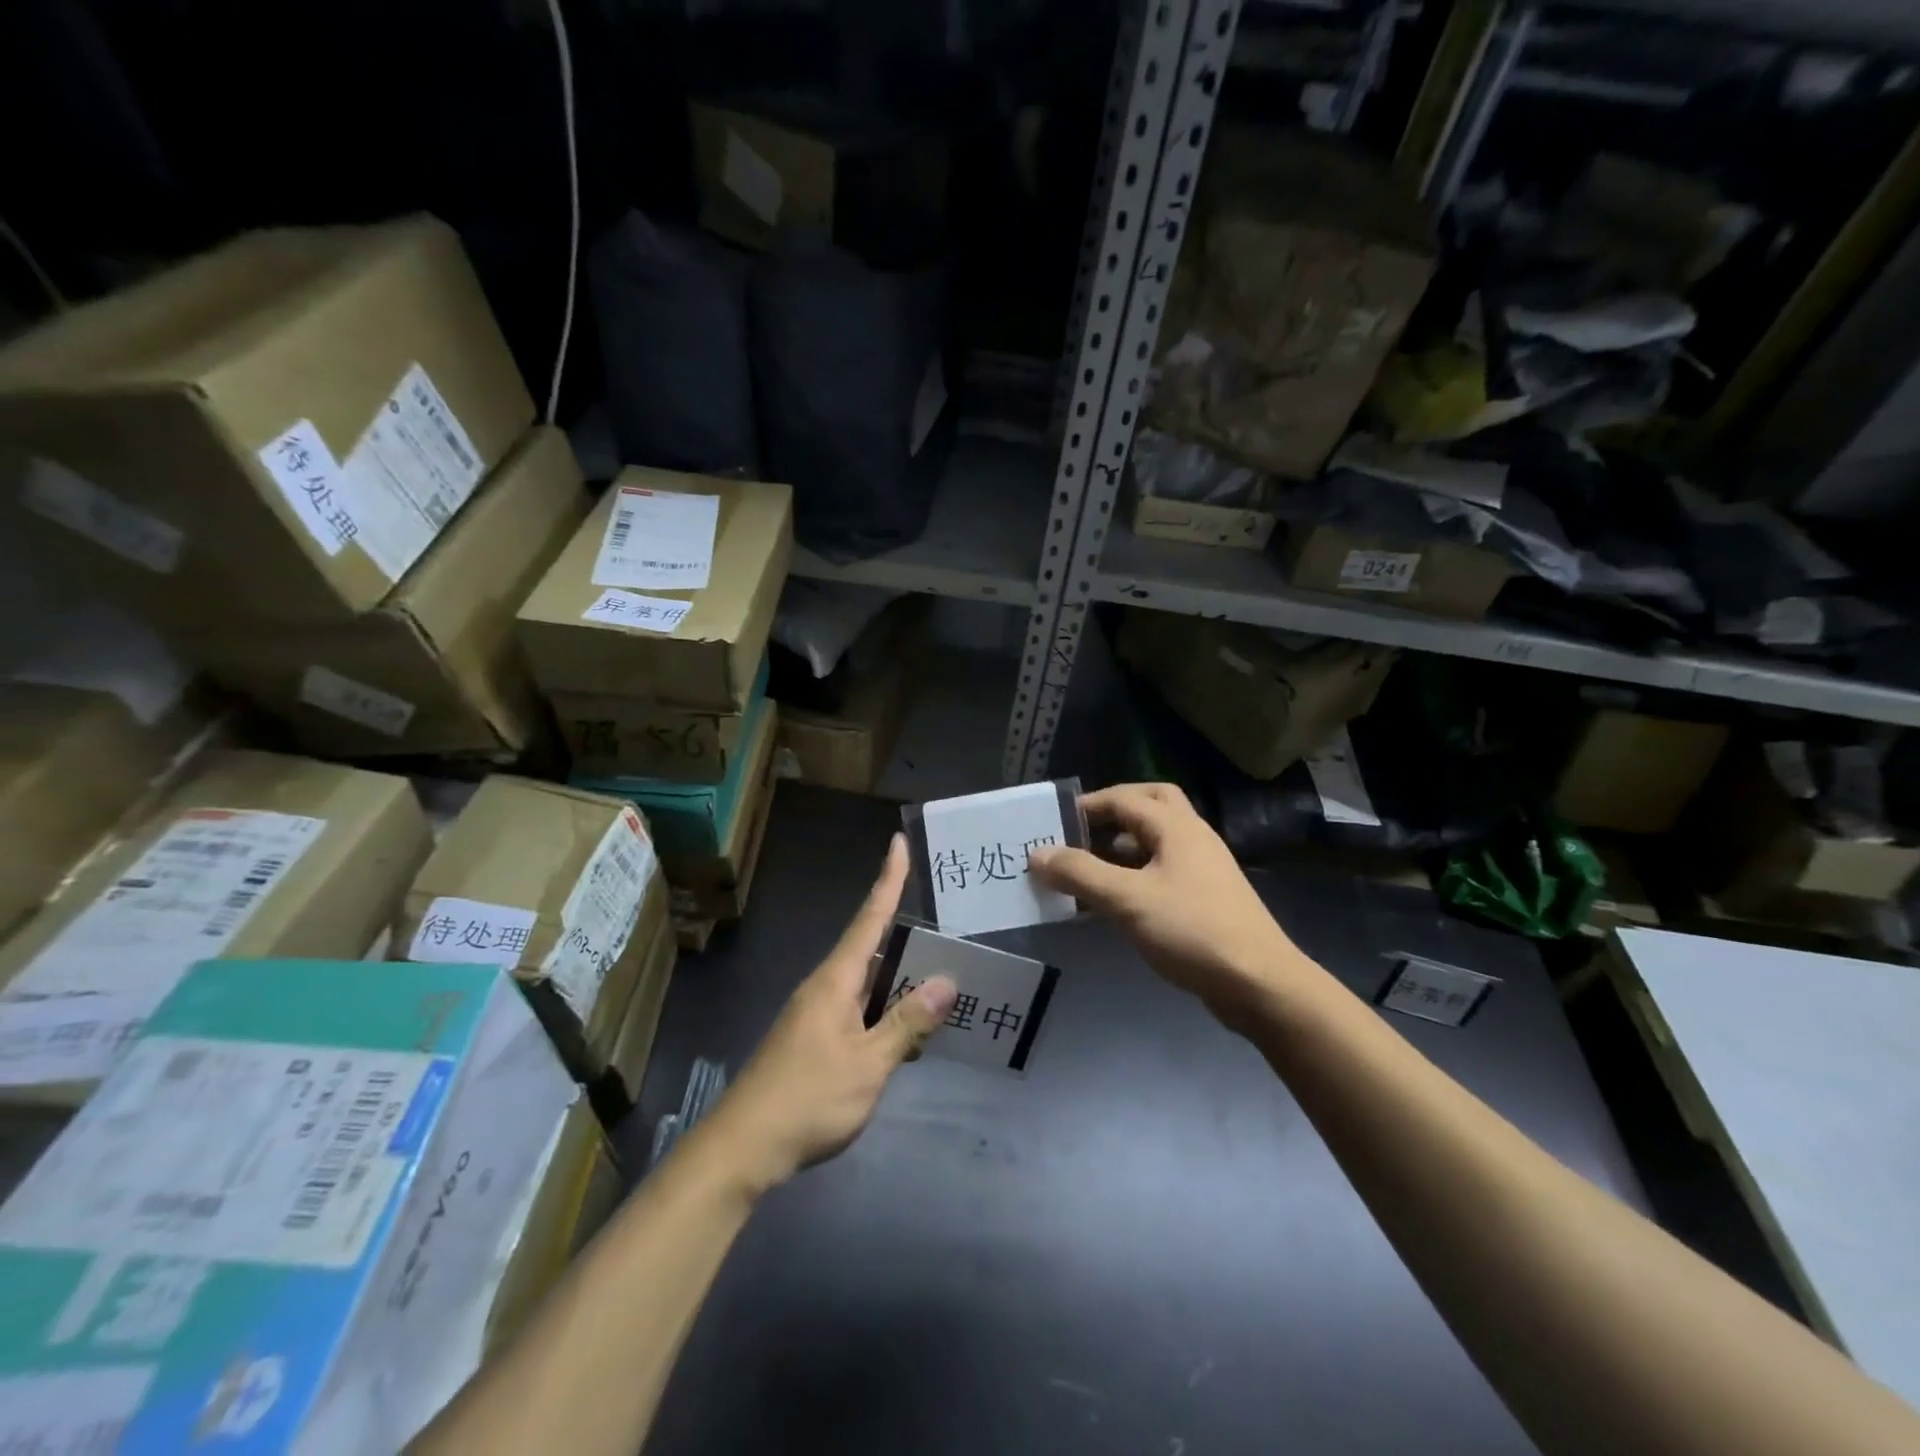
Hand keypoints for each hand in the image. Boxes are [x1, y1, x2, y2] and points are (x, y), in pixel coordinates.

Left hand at [698, 835, 956, 1197]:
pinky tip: (905, 1035)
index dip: (887, 881)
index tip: (898, 844)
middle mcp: (823, 987)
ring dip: (897, 983)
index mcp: (835, 981)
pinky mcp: (811, 1040)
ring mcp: (814, 1015)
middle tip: (946, 931)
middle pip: (871, 949)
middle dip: (906, 939)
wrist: (743, 1147)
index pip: (869, 918)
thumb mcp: (868, 1063)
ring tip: (937, 983)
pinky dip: (883, 1013)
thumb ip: (907, 1023)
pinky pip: (856, 1011)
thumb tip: (945, 981)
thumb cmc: (808, 1098)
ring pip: (865, 985)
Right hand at [1029, 784, 1305, 1025]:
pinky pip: (1161, 871)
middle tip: (1079, 831)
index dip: (1087, 806)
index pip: (1125, 798)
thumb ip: (1080, 873)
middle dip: (1112, 813)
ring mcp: (1202, 869)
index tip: (1052, 823)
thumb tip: (1036, 854)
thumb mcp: (1128, 900)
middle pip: (1150, 806)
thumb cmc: (1192, 931)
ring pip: (1156, 841)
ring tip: (1085, 867)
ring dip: (1121, 846)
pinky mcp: (1204, 898)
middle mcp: (1192, 838)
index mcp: (1177, 827)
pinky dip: (1134, 874)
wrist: (1260, 984)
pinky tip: (1113, 900)